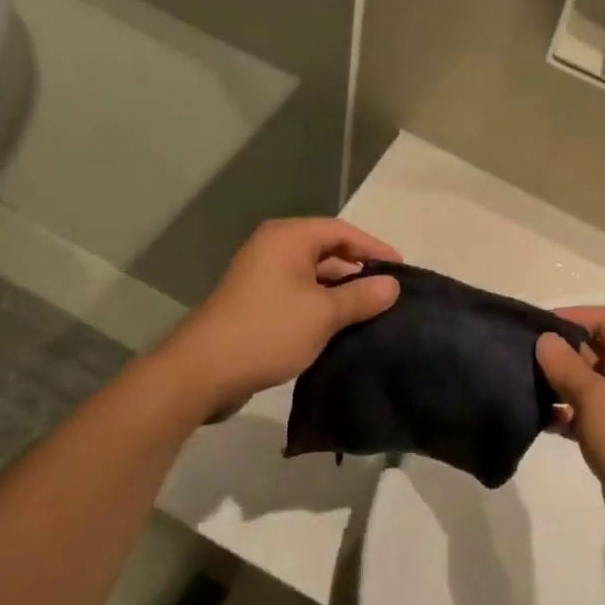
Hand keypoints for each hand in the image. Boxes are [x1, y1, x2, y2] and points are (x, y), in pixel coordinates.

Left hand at [159, 218, 402, 422]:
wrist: (202, 372)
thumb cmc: (267, 331)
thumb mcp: (323, 314)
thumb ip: (362, 297)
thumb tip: (393, 285)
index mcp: (288, 238)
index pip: (343, 231)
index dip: (374, 249)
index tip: (402, 271)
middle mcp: (274, 248)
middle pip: (328, 250)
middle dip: (359, 271)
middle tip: (391, 293)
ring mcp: (262, 276)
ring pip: (314, 276)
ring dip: (342, 292)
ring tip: (373, 312)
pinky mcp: (257, 303)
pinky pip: (300, 295)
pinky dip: (322, 306)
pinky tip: (342, 327)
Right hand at [537, 308, 604, 552]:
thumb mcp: (595, 398)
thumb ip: (565, 365)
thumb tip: (544, 339)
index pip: (604, 318)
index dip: (569, 317)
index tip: (532, 327)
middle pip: (595, 348)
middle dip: (559, 352)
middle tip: (519, 358)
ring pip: (590, 382)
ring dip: (559, 384)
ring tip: (522, 386)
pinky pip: (590, 412)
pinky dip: (567, 412)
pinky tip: (539, 419)